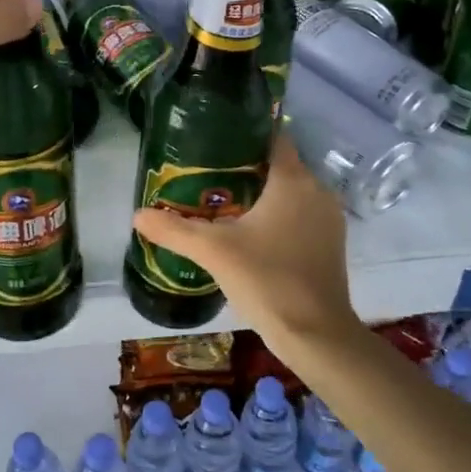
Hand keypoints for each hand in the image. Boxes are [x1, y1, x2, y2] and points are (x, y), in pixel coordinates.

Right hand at [129, 137, 359, 352]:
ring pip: (293, 193)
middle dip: (248, 169)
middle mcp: (317, 190)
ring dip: (265, 195)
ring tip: (226, 205)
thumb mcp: (214, 252)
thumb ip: (174, 230)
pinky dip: (281, 216)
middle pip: (281, 166)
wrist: (316, 335)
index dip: (246, 136)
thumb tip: (137, 214)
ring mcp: (329, 218)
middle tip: (210, 177)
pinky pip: (303, 215)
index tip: (217, 144)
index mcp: (293, 180)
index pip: (275, 139)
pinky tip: (253, 234)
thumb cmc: (267, 280)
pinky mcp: (332, 243)